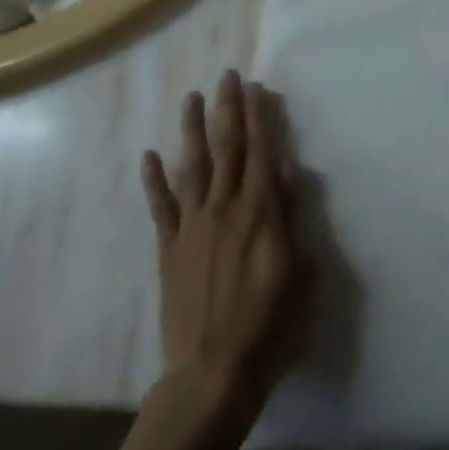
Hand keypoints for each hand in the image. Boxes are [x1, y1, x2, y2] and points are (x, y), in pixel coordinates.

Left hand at [141, 71, 307, 425]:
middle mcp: (224, 208)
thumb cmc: (269, 324)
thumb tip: (286, 171)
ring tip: (191, 98)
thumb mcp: (299, 270)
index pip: (261, 152)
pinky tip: (150, 156)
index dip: (258, 117)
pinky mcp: (169, 249)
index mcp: (260, 212)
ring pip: (193, 167)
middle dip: (227, 110)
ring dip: (192, 130)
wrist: (212, 373)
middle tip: (226, 76)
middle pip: (226, 149)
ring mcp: (192, 227)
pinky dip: (154, 180)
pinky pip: (161, 207)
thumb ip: (291, 217)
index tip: (255, 87)